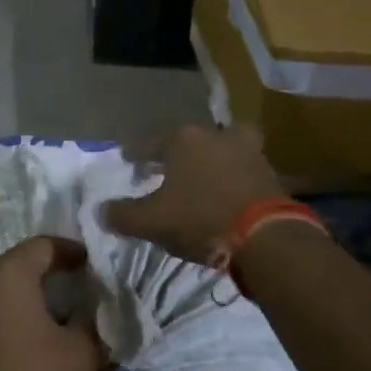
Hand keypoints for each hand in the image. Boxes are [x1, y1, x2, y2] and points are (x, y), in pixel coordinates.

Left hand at [0, 238, 104, 370]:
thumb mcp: (82, 351)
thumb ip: (94, 322)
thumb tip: (98, 311)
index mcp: (7, 274)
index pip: (42, 246)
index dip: (70, 251)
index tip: (92, 265)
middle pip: (18, 264)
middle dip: (49, 273)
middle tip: (78, 289)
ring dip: (26, 295)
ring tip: (55, 316)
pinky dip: (7, 315)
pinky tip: (27, 340)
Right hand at [100, 124, 286, 264]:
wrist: (267, 237)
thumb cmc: (200, 218)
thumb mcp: (152, 221)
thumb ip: (122, 215)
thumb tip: (100, 210)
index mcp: (182, 138)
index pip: (148, 143)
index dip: (135, 153)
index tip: (127, 159)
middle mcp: (214, 134)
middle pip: (188, 140)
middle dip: (176, 153)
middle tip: (166, 170)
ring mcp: (246, 150)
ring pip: (220, 148)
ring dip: (210, 160)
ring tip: (202, 178)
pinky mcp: (269, 171)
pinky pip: (242, 168)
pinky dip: (233, 176)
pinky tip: (226, 192)